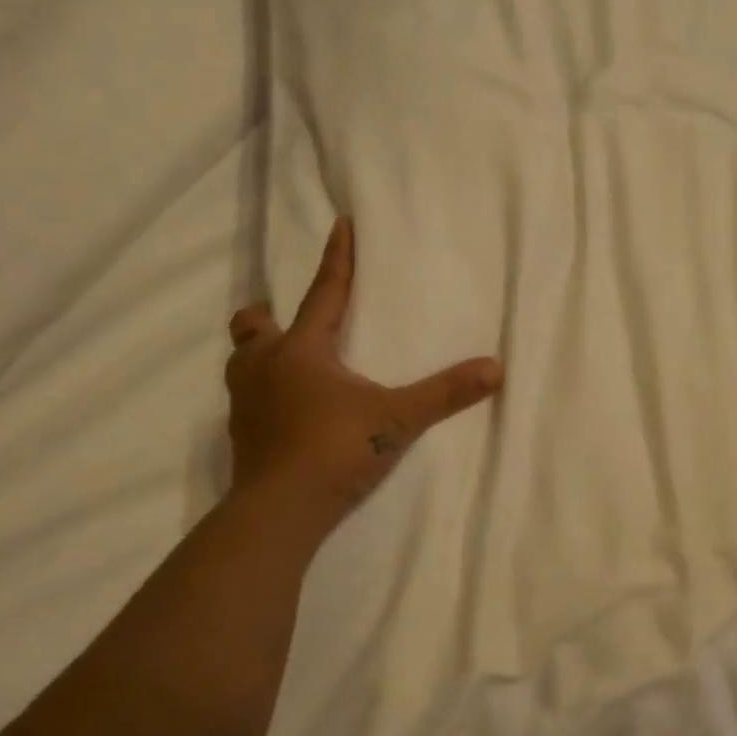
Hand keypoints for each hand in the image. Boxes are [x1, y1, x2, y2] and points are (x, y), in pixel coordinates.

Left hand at [226, 217, 502, 533]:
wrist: (279, 511)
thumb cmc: (335, 449)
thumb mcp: (398, 418)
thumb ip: (445, 393)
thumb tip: (496, 368)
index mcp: (302, 350)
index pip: (324, 292)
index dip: (337, 258)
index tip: (340, 224)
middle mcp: (265, 367)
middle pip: (253, 326)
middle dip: (268, 316)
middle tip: (289, 322)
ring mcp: (245, 403)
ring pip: (241, 362)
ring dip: (259, 355)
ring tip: (284, 364)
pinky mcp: (241, 436)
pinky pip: (245, 399)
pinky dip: (261, 394)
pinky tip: (284, 410)